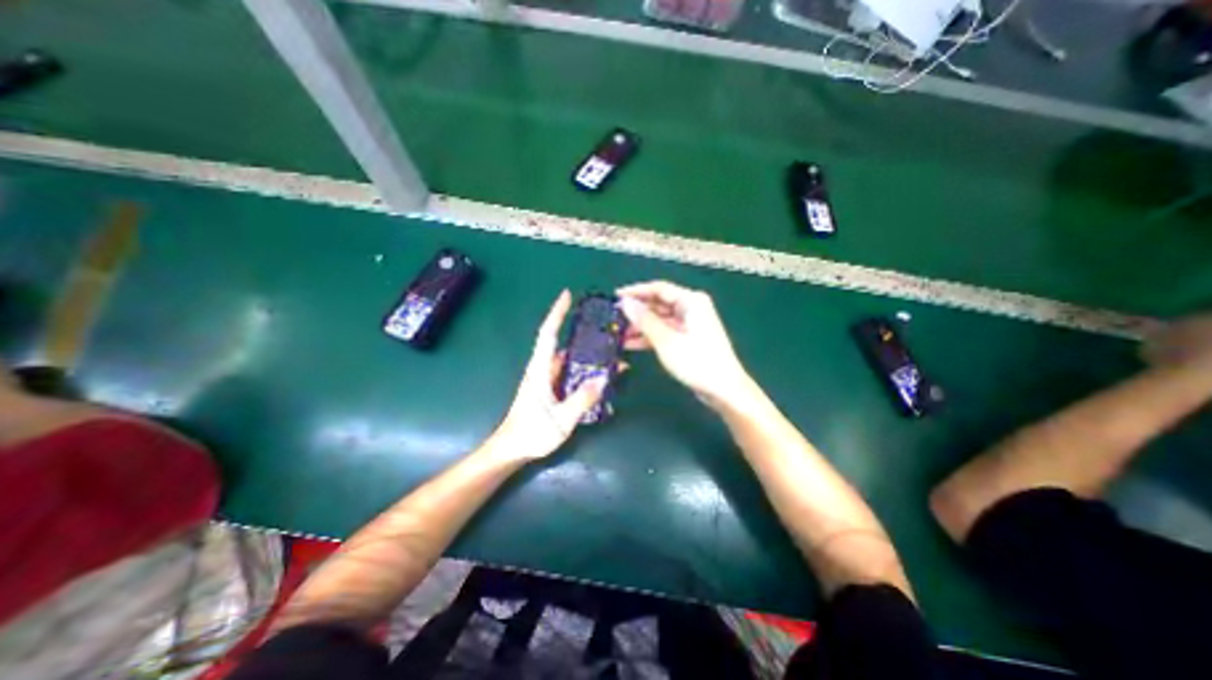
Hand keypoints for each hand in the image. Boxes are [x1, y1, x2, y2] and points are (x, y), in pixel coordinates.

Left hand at [489, 289, 609, 459]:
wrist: (511, 450)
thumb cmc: (531, 433)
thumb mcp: (560, 419)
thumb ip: (581, 399)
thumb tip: (602, 379)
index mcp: (540, 370)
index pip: (548, 334)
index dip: (556, 313)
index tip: (567, 295)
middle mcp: (542, 370)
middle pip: (560, 343)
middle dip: (578, 330)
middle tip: (602, 325)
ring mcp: (545, 380)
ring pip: (567, 359)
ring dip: (584, 352)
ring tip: (608, 349)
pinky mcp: (549, 390)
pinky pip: (568, 372)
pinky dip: (582, 368)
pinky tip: (598, 374)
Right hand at [619, 279, 754, 406]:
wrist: (723, 389)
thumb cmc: (697, 362)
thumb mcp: (666, 341)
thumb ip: (644, 320)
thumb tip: (625, 303)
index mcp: (691, 301)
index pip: (658, 289)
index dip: (636, 292)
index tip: (615, 297)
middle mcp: (691, 308)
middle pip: (659, 303)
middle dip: (637, 311)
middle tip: (614, 318)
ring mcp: (690, 324)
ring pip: (660, 319)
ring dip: (641, 326)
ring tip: (618, 333)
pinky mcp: (688, 338)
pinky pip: (665, 331)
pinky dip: (650, 336)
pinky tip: (631, 344)